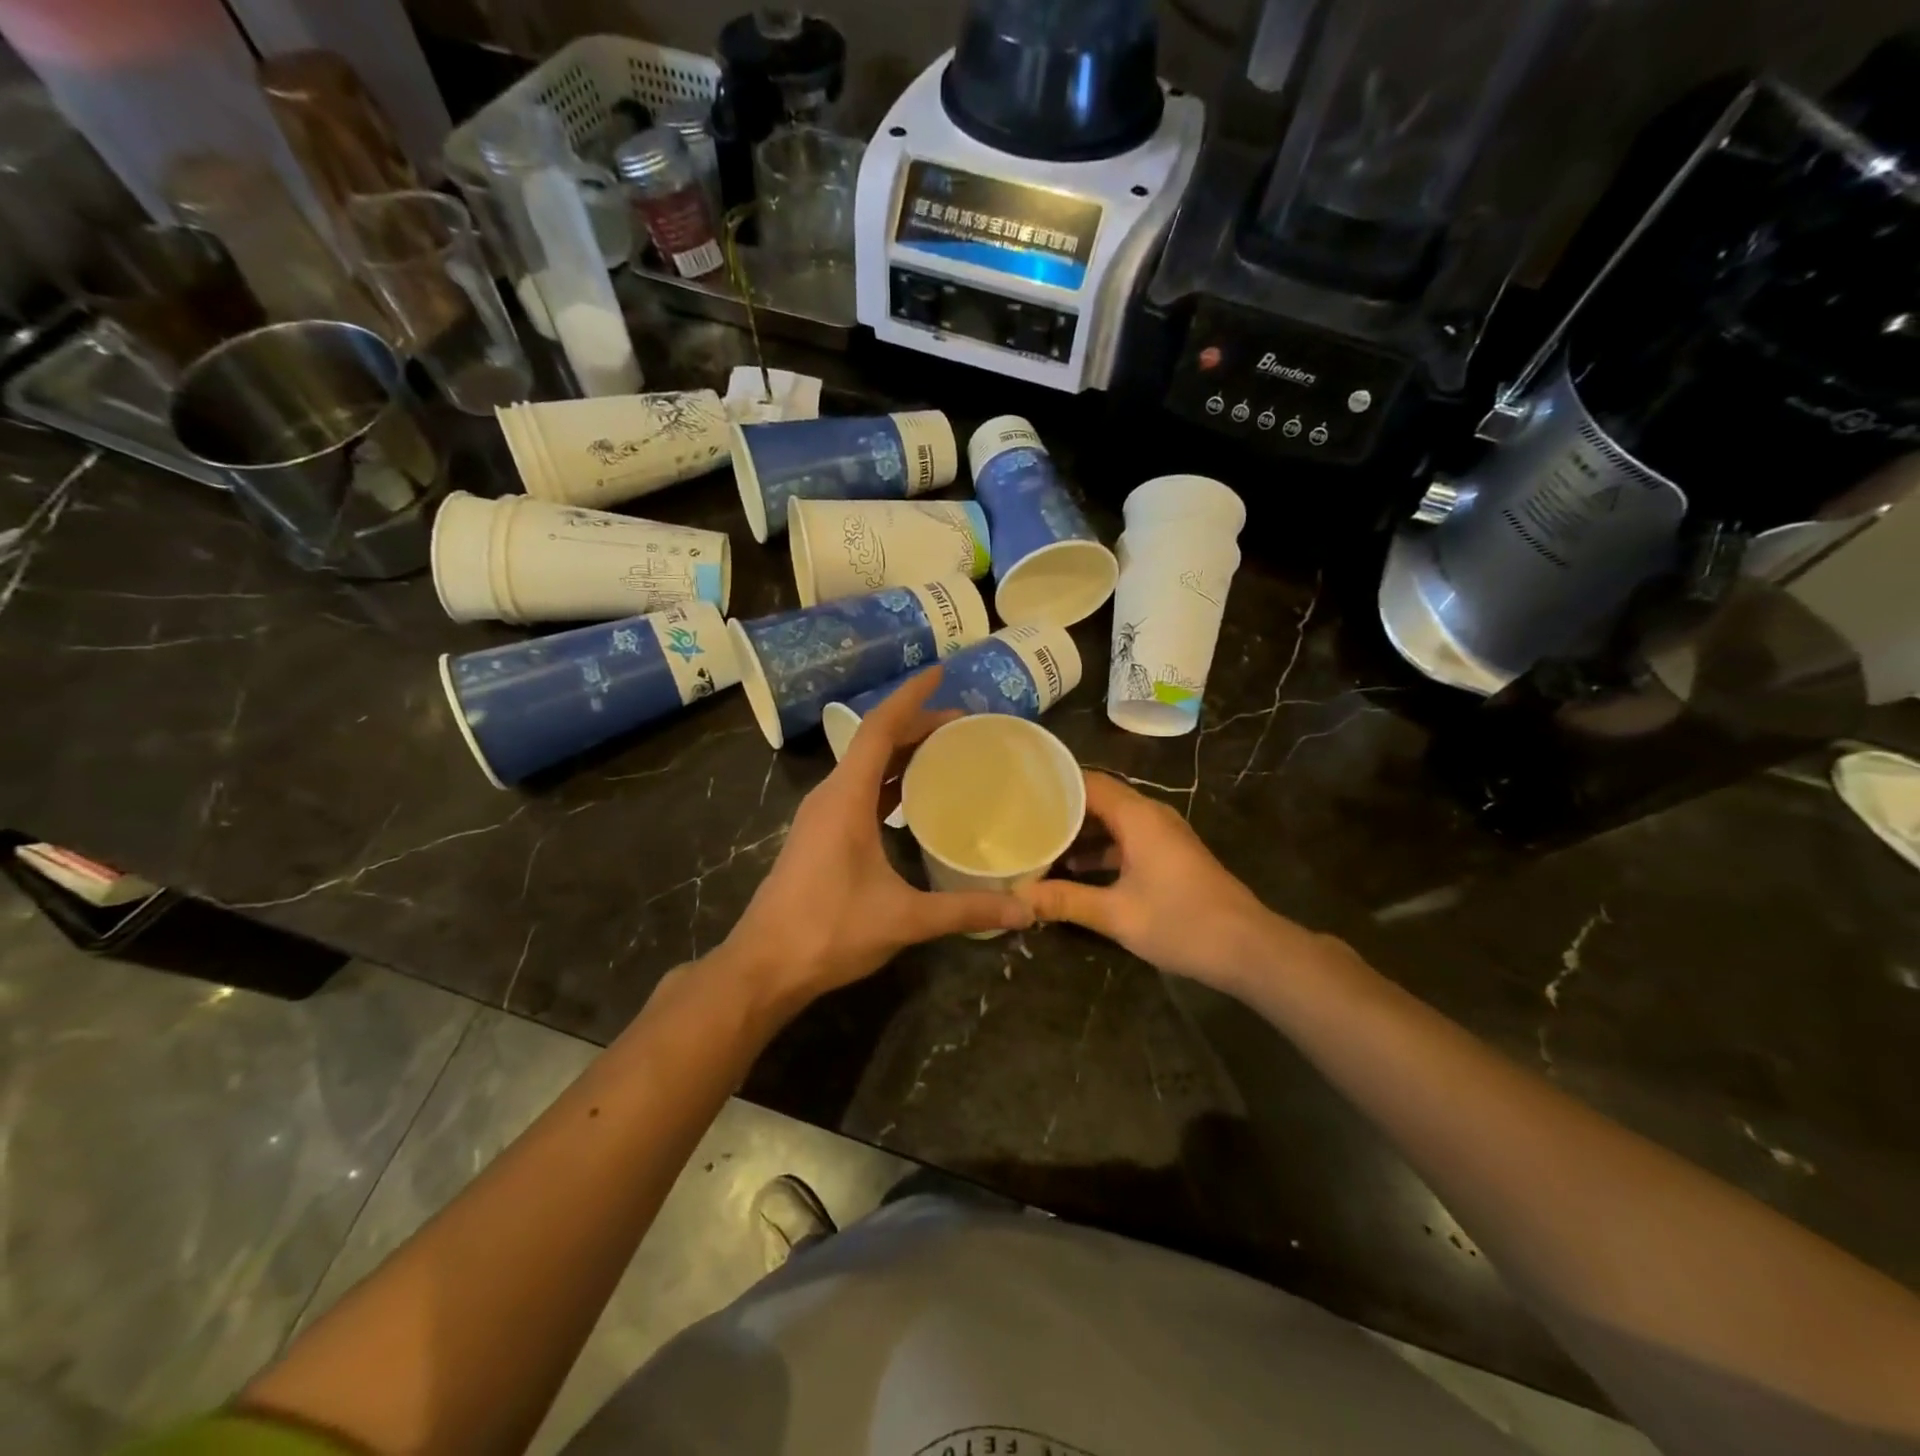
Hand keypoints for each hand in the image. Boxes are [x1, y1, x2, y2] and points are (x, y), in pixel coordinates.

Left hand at [718, 669, 1033, 1012]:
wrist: (764, 966)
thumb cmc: (828, 930)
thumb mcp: (904, 918)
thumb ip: (965, 910)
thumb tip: (1025, 910)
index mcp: (846, 797)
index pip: (879, 728)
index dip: (911, 697)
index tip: (941, 672)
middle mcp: (831, 795)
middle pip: (875, 742)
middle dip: (917, 725)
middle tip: (964, 724)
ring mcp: (822, 816)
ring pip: (866, 766)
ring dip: (903, 753)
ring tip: (946, 751)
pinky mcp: (820, 836)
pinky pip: (859, 790)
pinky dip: (889, 781)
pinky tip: (914, 798)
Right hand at [1018, 772, 1298, 989]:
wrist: (1249, 949)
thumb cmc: (1182, 924)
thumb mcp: (1117, 914)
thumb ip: (1065, 901)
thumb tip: (1018, 898)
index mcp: (1139, 817)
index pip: (1088, 781)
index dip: (1054, 784)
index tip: (1019, 792)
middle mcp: (1151, 816)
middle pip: (1099, 799)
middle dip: (1061, 811)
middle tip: (1021, 820)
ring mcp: (1162, 836)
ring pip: (1112, 821)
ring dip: (1079, 834)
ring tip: (1039, 846)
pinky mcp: (1169, 856)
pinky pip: (1126, 840)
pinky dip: (1099, 850)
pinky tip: (1073, 872)